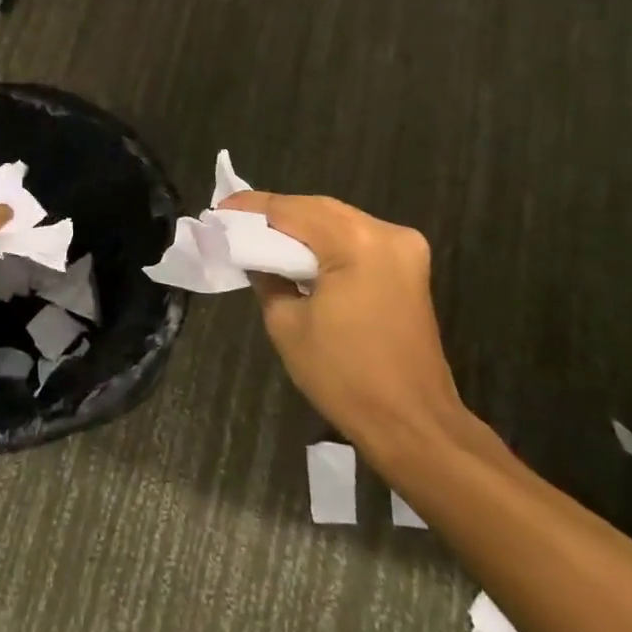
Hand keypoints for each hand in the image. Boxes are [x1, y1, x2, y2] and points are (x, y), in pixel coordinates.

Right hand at [221, 192, 465, 467]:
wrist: (412, 423)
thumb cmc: (344, 377)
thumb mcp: (286, 324)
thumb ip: (267, 277)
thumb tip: (255, 257)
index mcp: (356, 243)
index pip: (291, 210)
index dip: (251, 209)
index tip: (218, 209)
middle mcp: (386, 233)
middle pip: (318, 208)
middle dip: (276, 213)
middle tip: (234, 220)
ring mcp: (405, 248)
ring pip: (339, 220)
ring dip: (300, 225)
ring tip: (259, 234)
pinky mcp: (410, 267)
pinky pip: (357, 238)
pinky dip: (325, 240)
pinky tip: (297, 250)